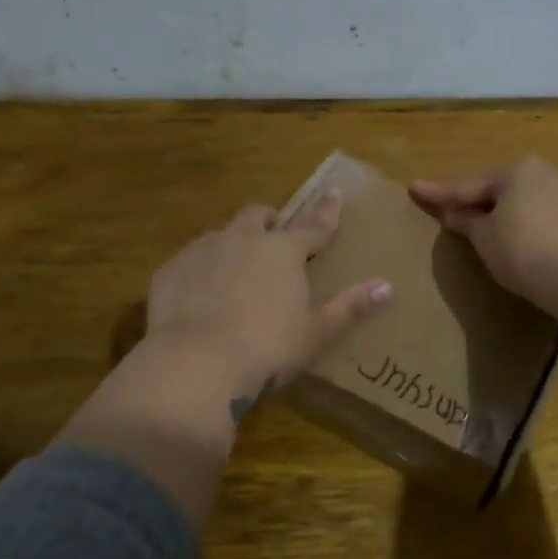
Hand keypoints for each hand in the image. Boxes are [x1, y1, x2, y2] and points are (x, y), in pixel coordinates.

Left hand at [146, 193, 392, 406]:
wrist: (196, 364)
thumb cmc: (268, 348)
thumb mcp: (316, 332)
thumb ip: (350, 307)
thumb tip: (387, 287)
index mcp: (283, 251)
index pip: (313, 225)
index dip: (327, 212)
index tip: (335, 194)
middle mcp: (242, 239)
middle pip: (258, 216)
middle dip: (270, 222)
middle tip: (275, 237)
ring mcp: (202, 251)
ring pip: (221, 234)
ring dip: (233, 243)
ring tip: (236, 270)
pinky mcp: (170, 271)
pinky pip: (190, 260)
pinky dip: (201, 268)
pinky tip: (200, 295)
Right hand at [410, 157, 557, 319]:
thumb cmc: (524, 253)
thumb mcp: (485, 239)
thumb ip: (467, 222)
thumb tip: (453, 213)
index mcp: (516, 172)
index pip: (468, 185)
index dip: (439, 193)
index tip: (414, 188)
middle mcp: (548, 173)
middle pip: (505, 188)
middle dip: (482, 200)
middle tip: (459, 210)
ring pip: (535, 201)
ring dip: (516, 212)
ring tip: (501, 228)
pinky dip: (542, 227)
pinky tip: (538, 242)